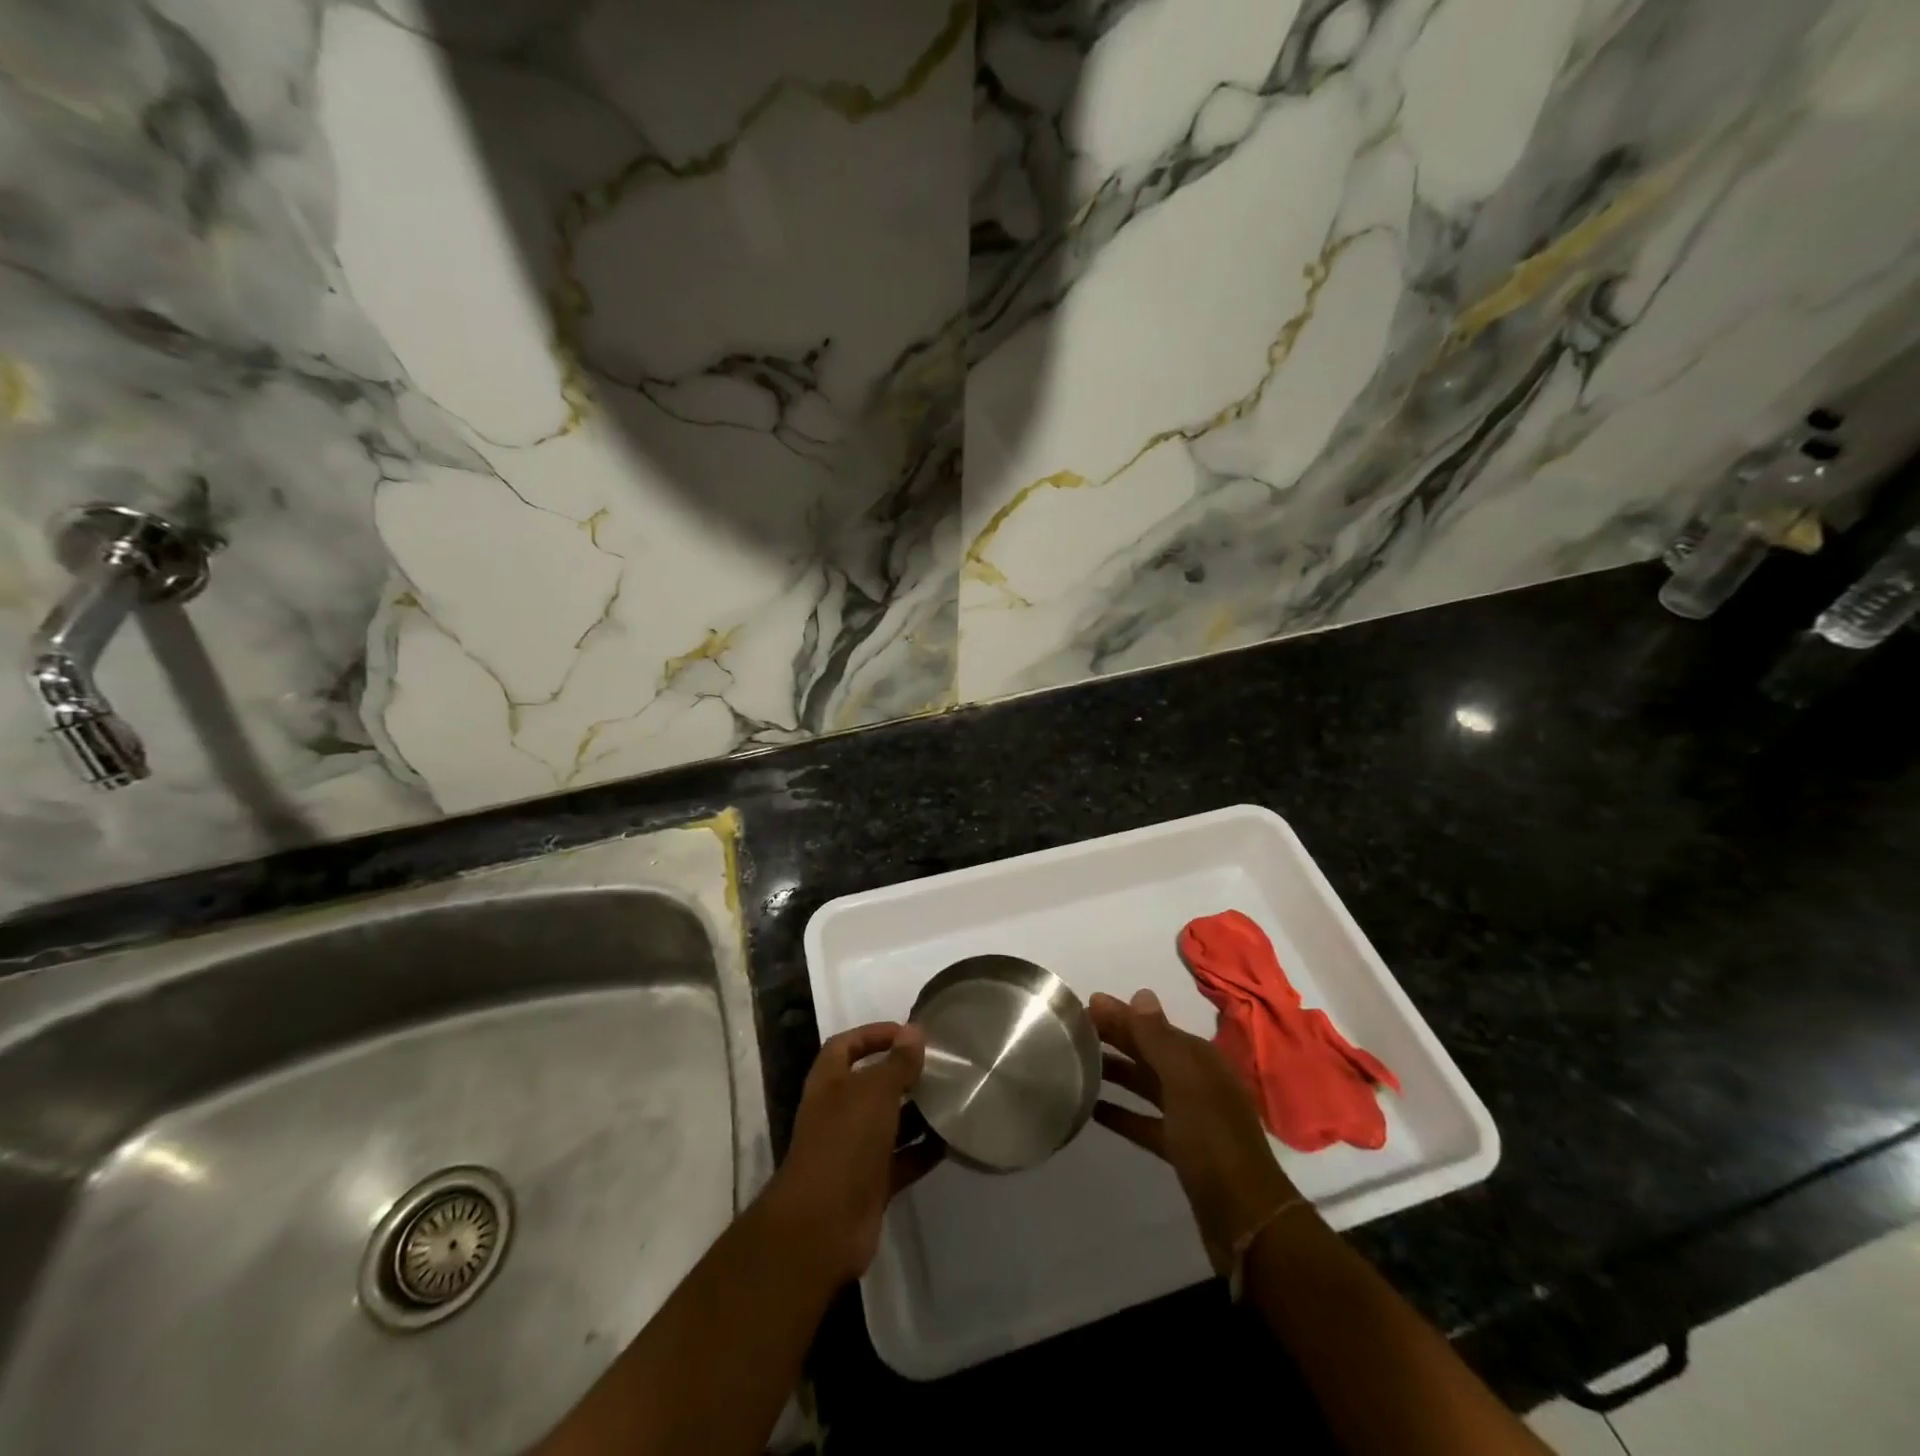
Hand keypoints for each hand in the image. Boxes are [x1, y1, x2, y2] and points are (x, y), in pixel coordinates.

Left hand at [762, 1022, 937, 1286]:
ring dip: (917, 1112)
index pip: (846, 1045)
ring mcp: (854, 1151)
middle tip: (939, 1065)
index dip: (873, 1035)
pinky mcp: (872, 1184)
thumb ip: (898, 1062)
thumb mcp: (875, 1092)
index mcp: (829, 1084)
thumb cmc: (845, 1142)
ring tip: (952, 1097)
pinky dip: (924, 1150)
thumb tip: (914, 1030)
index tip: (908, 1033)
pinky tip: (952, 1139)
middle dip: (902, 1074)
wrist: (823, 1226)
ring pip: (889, 1123)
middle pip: (871, 1084)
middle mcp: (839, 1113)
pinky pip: (902, 1159)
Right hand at [1092, 989, 1299, 1273]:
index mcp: (1201, 1060)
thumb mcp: (1184, 1082)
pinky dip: (1122, 1113)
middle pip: (1151, 1053)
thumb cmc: (1212, 1140)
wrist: (1244, 1218)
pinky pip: (1145, 1121)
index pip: (1155, 1027)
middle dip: (1117, 1038)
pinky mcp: (1181, 1149)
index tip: (1087, 1005)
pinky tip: (1094, 1109)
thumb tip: (1141, 993)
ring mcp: (1190, 1117)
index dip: (1123, 1015)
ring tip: (1078, 1064)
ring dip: (1117, 1072)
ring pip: (1147, 1085)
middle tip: (1075, 1029)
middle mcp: (1197, 1082)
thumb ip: (1159, 1039)